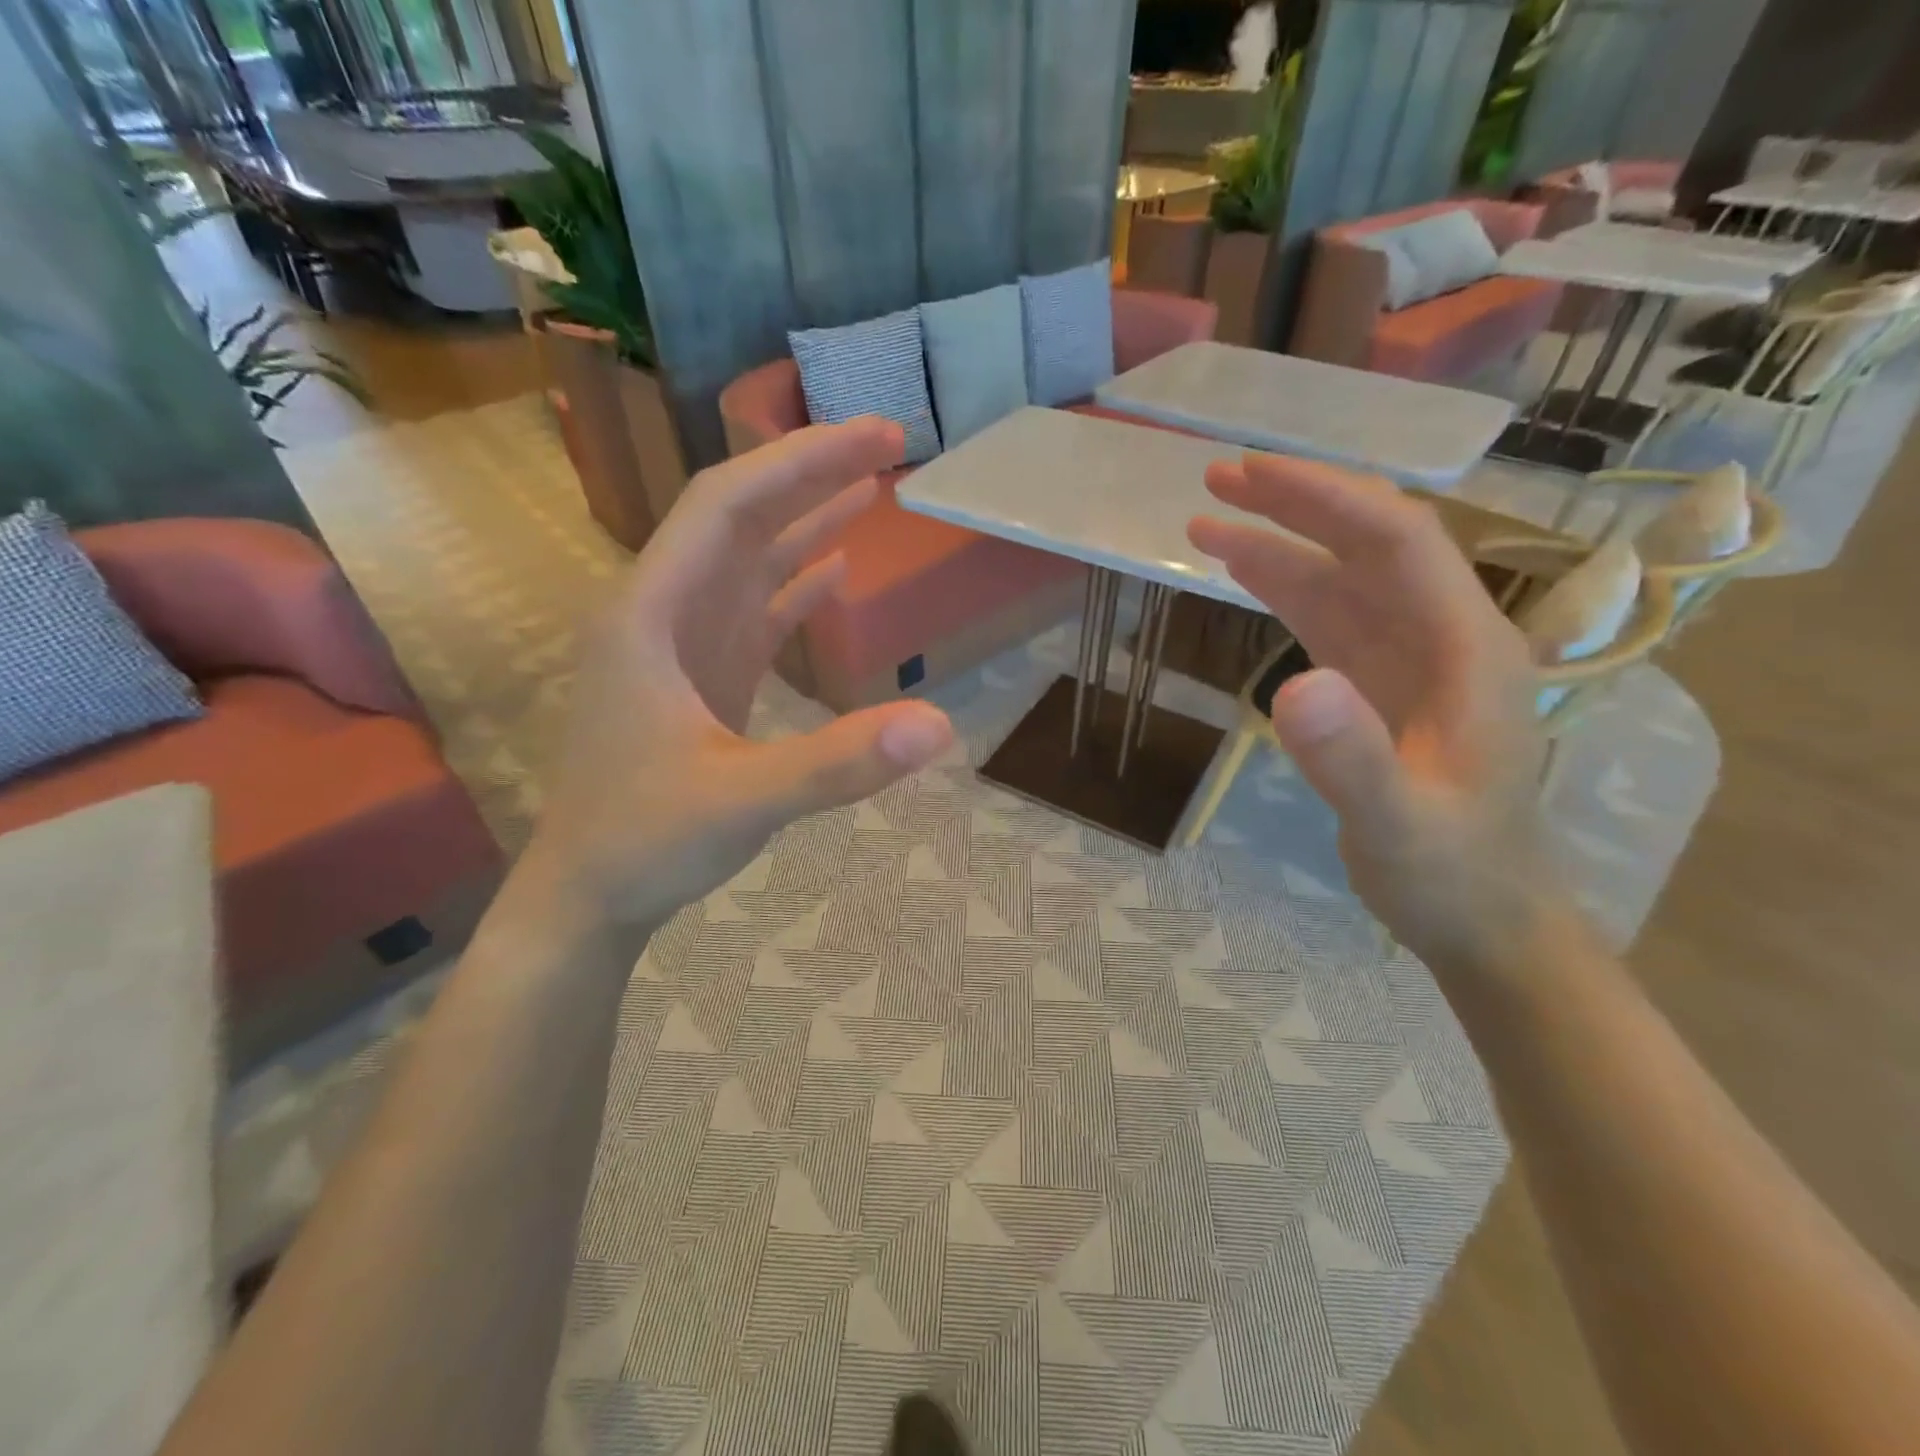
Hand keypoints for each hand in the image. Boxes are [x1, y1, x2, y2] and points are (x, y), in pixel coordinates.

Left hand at [521, 418, 953, 931]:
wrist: (590, 895)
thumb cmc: (646, 842)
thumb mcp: (743, 801)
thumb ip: (838, 762)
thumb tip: (939, 725)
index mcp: (650, 616)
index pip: (725, 506)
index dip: (798, 462)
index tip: (871, 437)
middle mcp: (662, 613)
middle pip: (740, 520)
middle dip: (812, 475)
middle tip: (889, 443)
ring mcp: (683, 648)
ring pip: (747, 562)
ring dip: (806, 521)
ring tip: (872, 487)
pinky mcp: (703, 680)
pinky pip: (753, 612)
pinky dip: (795, 585)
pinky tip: (835, 568)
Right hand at [1189, 454, 1563, 977]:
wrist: (1486, 919)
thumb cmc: (1452, 874)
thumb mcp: (1399, 826)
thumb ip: (1353, 759)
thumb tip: (1293, 684)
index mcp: (1467, 649)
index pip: (1398, 541)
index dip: (1325, 499)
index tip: (1252, 477)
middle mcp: (1443, 636)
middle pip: (1369, 544)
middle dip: (1297, 503)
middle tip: (1218, 478)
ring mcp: (1411, 660)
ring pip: (1343, 578)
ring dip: (1281, 543)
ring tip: (1208, 521)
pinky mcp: (1380, 685)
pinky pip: (1330, 619)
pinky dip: (1286, 588)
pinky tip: (1247, 574)